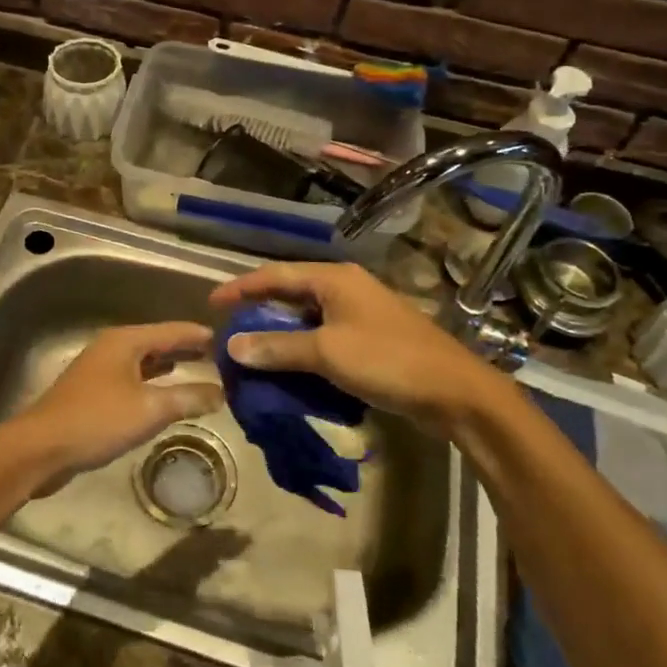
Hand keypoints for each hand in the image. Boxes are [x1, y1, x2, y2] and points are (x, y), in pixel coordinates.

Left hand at [5, 322, 222, 489]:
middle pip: (158, 342)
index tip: (230, 339)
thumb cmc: (97, 421)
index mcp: (126, 341)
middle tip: (221, 356)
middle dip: (187, 349)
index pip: (172, 330)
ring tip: (201, 370)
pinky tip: (166, 393)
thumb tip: (222, 392)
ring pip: (144, 361)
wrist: (41, 448)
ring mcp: (100, 369)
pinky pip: (133, 378)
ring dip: (171, 365)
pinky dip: (154, 381)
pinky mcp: (93, 392)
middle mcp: (113, 347)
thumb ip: (189, 398)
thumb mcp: (150, 410)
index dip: (200, 335)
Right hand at [209, 263, 521, 436]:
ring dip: (279, 333)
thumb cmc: (388, 361)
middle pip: (290, 293)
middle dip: (258, 311)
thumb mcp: (327, 353)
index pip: (275, 275)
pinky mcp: (369, 338)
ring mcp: (359, 313)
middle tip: (229, 330)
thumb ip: (278, 347)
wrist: (454, 392)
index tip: (211, 303)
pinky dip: (301, 349)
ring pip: (306, 317)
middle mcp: (344, 288)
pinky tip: (287, 367)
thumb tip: (233, 347)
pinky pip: (323, 337)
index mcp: (334, 279)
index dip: (241, 288)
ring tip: (250, 351)